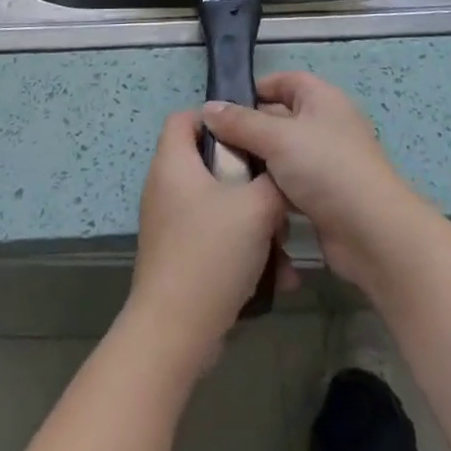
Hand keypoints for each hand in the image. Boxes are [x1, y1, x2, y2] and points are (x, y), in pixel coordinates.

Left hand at [123, 111, 295, 372]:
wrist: (175, 332)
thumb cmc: (211, 253)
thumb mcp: (256, 208)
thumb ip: (273, 181)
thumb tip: (280, 175)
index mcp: (174, 163)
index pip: (186, 117)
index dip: (217, 117)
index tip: (253, 133)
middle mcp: (166, 187)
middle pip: (210, 163)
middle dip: (249, 178)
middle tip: (276, 192)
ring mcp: (170, 225)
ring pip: (219, 205)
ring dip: (254, 222)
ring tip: (284, 245)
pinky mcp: (179, 257)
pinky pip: (216, 238)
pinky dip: (243, 250)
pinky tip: (277, 278)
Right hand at [201, 72, 427, 295]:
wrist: (372, 233)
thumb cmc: (325, 169)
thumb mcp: (276, 138)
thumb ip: (240, 122)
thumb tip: (208, 108)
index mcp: (322, 99)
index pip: (285, 81)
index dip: (256, 89)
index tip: (223, 107)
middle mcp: (326, 124)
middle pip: (281, 117)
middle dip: (250, 129)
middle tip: (214, 145)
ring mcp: (328, 162)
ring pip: (283, 154)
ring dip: (259, 163)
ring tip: (223, 173)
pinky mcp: (326, 196)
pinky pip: (291, 184)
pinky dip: (272, 189)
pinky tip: (247, 199)